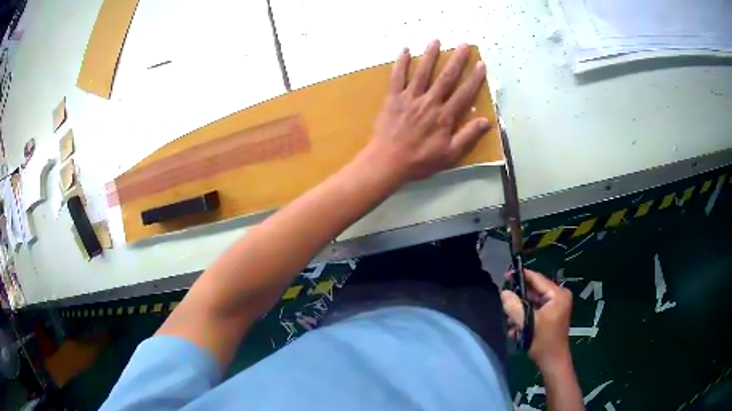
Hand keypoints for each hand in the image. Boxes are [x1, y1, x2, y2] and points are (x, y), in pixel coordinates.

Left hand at [364, 40, 490, 181]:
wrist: (388, 162)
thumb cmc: (420, 161)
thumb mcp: (449, 154)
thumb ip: (468, 136)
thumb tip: (486, 121)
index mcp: (444, 116)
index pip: (464, 93)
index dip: (474, 78)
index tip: (481, 64)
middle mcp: (429, 102)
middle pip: (446, 77)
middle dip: (456, 60)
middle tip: (463, 44)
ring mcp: (410, 98)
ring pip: (422, 72)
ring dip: (430, 55)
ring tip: (436, 40)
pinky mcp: (393, 98)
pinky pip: (397, 77)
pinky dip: (401, 63)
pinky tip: (404, 50)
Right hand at [501, 270, 572, 369]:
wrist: (552, 362)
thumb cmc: (543, 342)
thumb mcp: (527, 324)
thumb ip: (514, 307)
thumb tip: (503, 292)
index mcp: (558, 294)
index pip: (537, 279)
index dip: (521, 276)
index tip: (505, 275)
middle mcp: (559, 296)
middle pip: (534, 291)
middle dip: (518, 299)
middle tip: (504, 304)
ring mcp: (556, 306)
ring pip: (532, 301)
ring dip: (520, 311)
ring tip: (510, 322)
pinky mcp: (552, 314)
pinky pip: (535, 309)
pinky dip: (525, 316)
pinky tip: (516, 328)